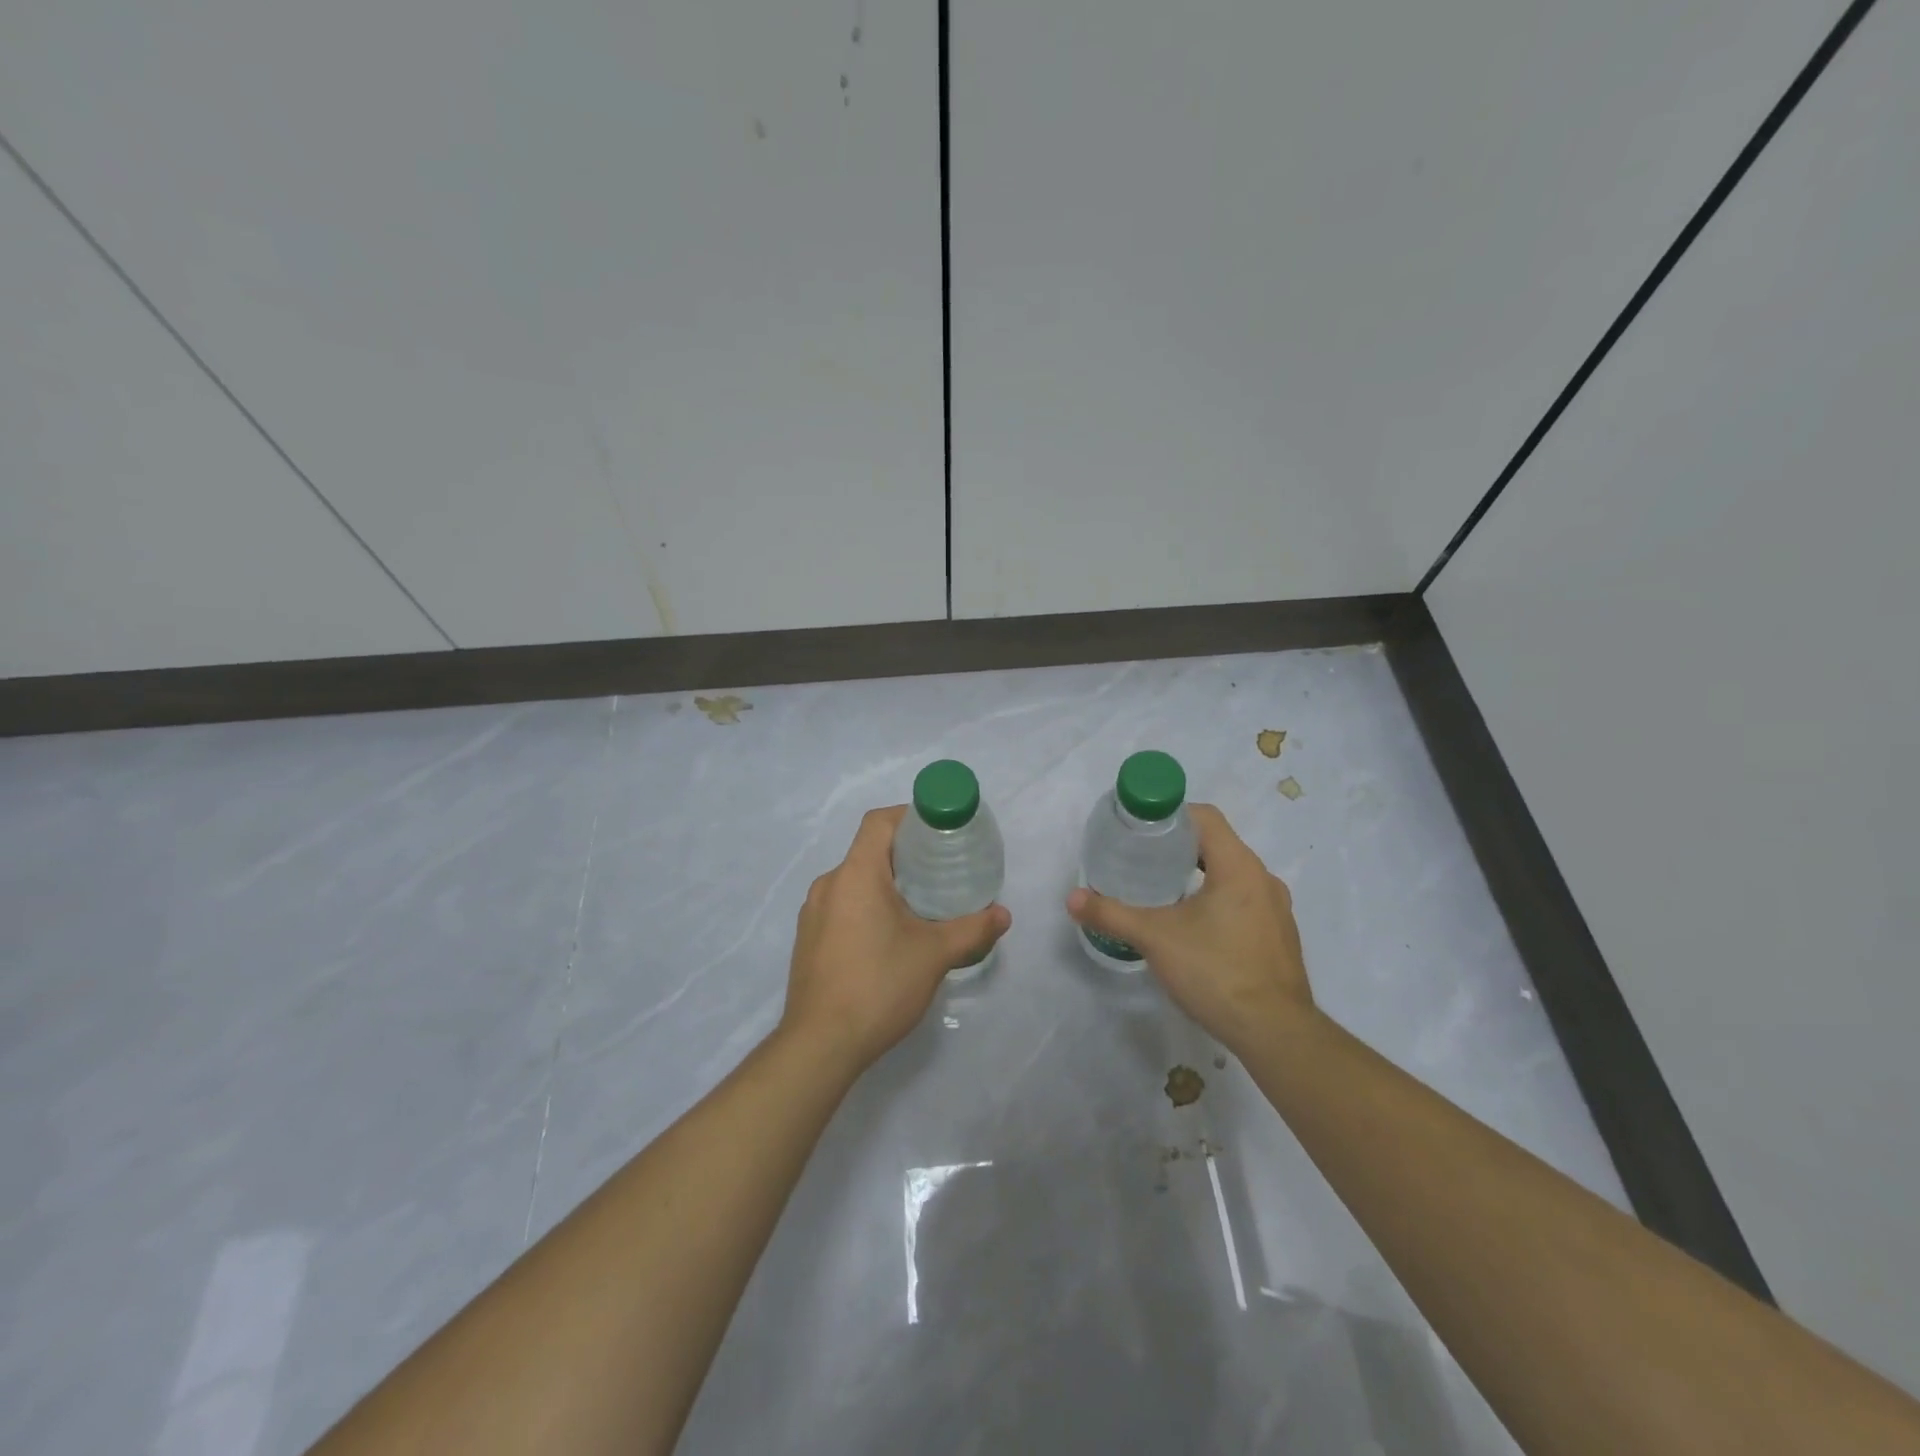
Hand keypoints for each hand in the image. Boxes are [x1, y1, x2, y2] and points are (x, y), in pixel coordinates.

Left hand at [780, 806, 1011, 1075]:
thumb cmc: (879, 986)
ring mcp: (813, 914)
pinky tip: (890, 937)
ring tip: (921, 905)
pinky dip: (867, 907)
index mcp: (855, 874)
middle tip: (942, 870)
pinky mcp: (808, 940)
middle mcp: (828, 884)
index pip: (879, 822)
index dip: (910, 816)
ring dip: (886, 883)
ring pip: (855, 881)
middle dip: (906, 855)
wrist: (820, 1045)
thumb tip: (1003, 914)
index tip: (939, 831)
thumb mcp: (934, 955)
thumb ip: (972, 929)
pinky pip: (842, 906)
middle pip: (869, 851)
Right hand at [1066, 803, 1313, 1053]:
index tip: (1141, 830)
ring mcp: (1277, 910)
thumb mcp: (1155, 939)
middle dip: (1178, 847)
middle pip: (1217, 844)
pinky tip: (1194, 928)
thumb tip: (1072, 898)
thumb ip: (1111, 914)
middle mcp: (1263, 879)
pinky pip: (1244, 902)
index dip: (1171, 815)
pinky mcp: (1279, 937)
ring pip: (1231, 875)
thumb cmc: (1216, 972)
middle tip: (1142, 860)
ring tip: (1162, 893)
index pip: (1205, 817)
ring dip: (1198, 875)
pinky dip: (1217, 901)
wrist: (1276, 1034)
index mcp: (1239, 867)